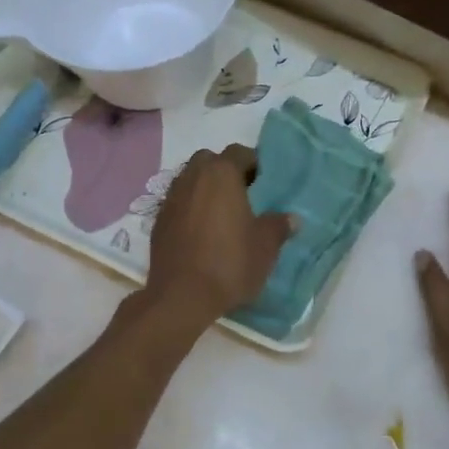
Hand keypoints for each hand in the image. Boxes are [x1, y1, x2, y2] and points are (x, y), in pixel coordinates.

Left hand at [142, 146, 292, 323]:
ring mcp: (171, 198)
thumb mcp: (265, 247)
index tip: (265, 183)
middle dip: (225, 171)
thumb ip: (278, 226)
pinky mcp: (158, 220)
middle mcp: (192, 177)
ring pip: (190, 180)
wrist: (181, 297)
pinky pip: (179, 203)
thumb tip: (291, 218)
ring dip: (205, 189)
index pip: (239, 152)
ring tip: (222, 214)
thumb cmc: (229, 263)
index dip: (254, 163)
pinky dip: (190, 208)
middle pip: (210, 161)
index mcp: (221, 174)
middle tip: (243, 194)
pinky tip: (202, 232)